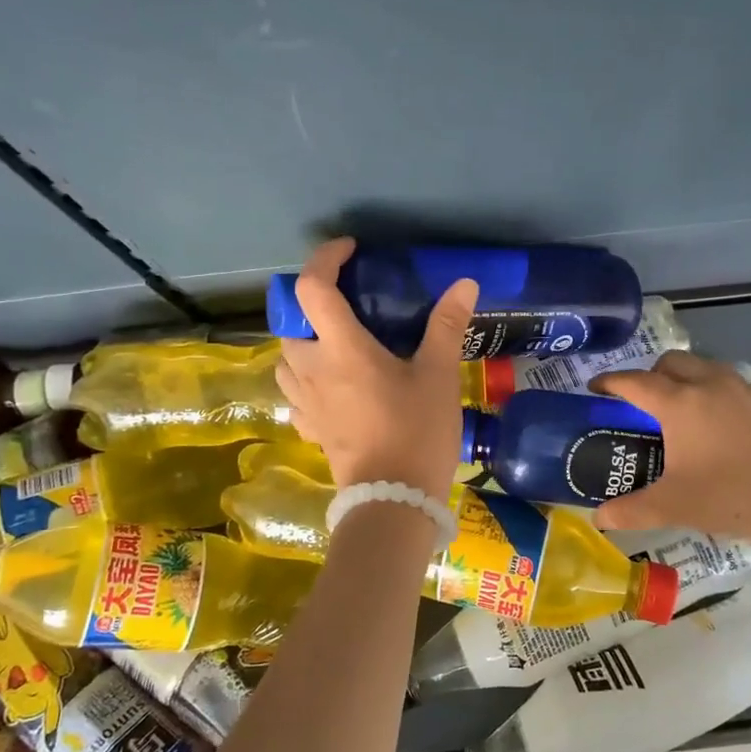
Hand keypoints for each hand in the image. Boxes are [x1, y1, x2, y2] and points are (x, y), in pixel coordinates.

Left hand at [275, 237, 478, 498]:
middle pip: (290, 322)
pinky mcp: (309, 428)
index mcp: (341, 348)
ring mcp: (305, 402)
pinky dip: (307, 380)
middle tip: (347, 305)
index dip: (326, 258)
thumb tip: (464, 283)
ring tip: (337, 344)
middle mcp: (311, 369)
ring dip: (304, 342)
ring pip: (285, 359)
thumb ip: (446, 325)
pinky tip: (332, 387)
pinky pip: (295, 393)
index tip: (350, 251)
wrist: (394, 500)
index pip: (312, 287)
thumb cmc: (417, 431)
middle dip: (312, 305)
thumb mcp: (438, 375)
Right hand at [590, 352, 750, 544]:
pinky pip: (733, 385)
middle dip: (650, 374)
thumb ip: (631, 510)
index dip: (610, 382)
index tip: (595, 388)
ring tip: (683, 411)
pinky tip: (723, 428)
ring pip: (706, 368)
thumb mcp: (674, 507)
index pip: (634, 381)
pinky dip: (717, 394)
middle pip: (671, 362)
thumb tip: (598, 517)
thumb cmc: (732, 496)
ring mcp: (746, 390)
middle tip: (642, 403)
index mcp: (679, 403)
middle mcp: (710, 384)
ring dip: (687, 379)